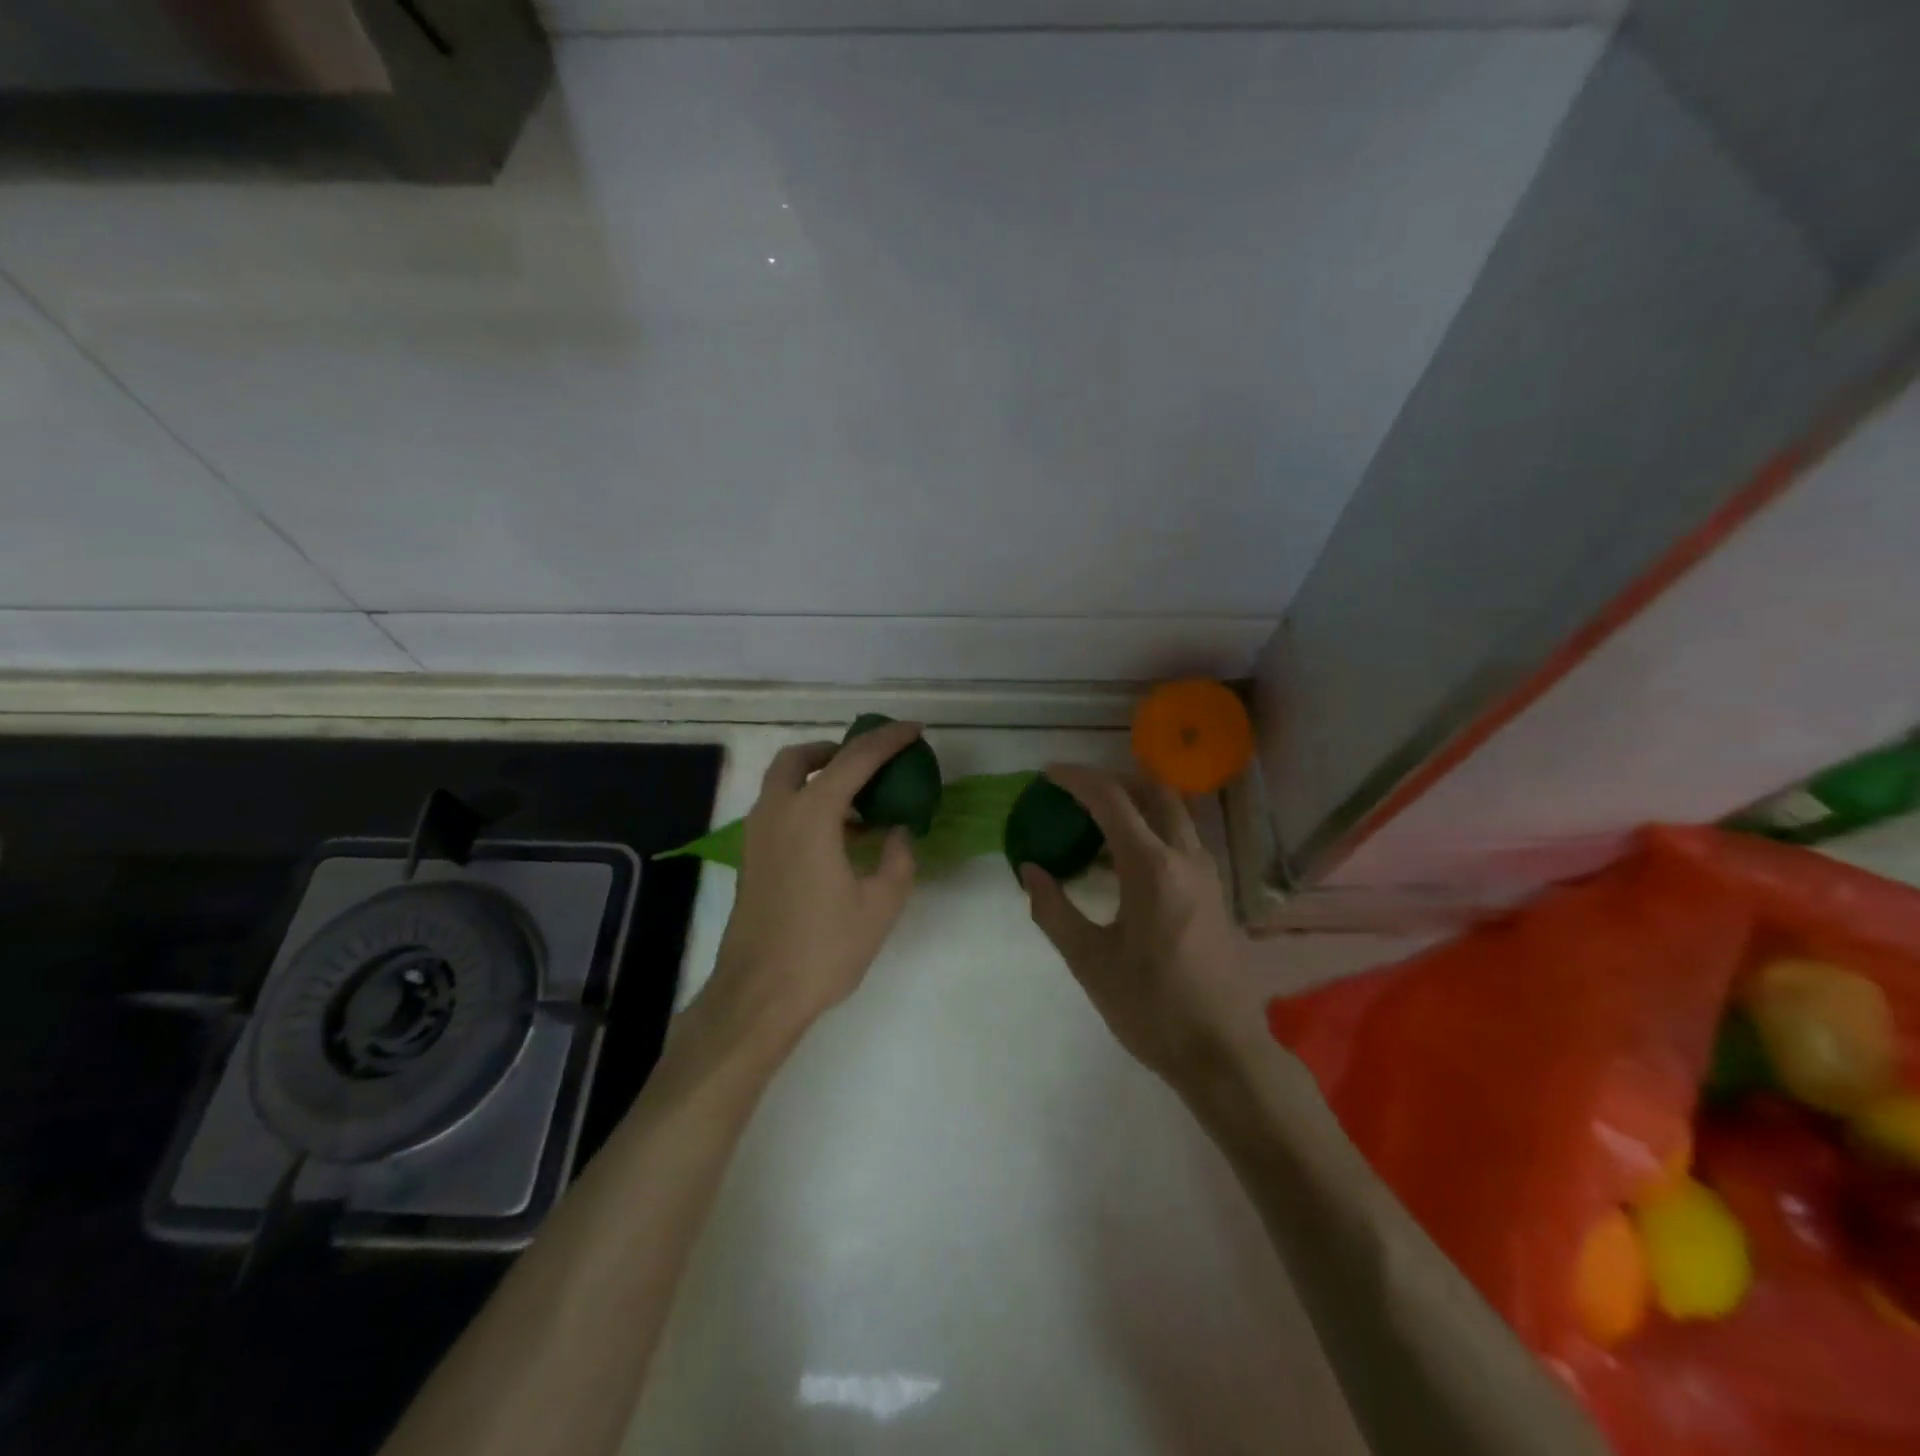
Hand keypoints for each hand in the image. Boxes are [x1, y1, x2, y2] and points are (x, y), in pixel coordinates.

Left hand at [702, 723, 922, 1043]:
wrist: (759, 994)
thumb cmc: (824, 948)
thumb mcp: (880, 903)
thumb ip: (897, 857)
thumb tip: (897, 829)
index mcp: (811, 815)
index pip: (855, 760)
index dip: (888, 741)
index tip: (914, 730)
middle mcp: (777, 812)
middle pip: (800, 758)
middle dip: (834, 750)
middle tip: (868, 762)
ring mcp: (757, 835)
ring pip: (783, 783)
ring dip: (819, 779)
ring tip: (860, 803)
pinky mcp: (752, 858)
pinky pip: (779, 810)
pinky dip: (807, 804)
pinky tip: (839, 837)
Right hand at [1021, 765, 1265, 1086]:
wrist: (1223, 1051)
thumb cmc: (1151, 1007)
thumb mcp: (1090, 961)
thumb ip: (1054, 910)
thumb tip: (1030, 870)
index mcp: (1152, 868)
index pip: (1111, 799)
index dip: (1077, 778)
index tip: (1048, 774)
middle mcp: (1186, 857)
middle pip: (1152, 791)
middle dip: (1112, 780)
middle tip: (1075, 792)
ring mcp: (1207, 874)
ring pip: (1172, 813)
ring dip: (1134, 804)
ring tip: (1092, 825)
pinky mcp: (1215, 893)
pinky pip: (1180, 840)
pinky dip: (1150, 830)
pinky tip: (1122, 863)